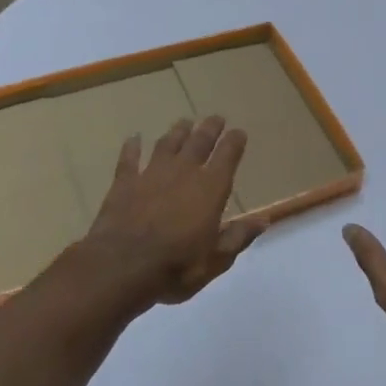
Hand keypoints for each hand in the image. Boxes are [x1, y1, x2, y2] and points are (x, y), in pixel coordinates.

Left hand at [83, 116, 266, 306]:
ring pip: (168, 144)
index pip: (228, 155)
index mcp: (211, 188)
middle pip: (199, 142)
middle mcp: (184, 172)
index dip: (235, 141)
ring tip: (184, 122)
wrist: (122, 266)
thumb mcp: (216, 259)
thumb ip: (238, 237)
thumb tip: (264, 220)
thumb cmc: (176, 266)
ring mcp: (151, 174)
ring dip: (177, 132)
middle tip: (215, 118)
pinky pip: (129, 158)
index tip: (239, 132)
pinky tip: (134, 138)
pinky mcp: (124, 182)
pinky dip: (132, 147)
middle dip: (210, 128)